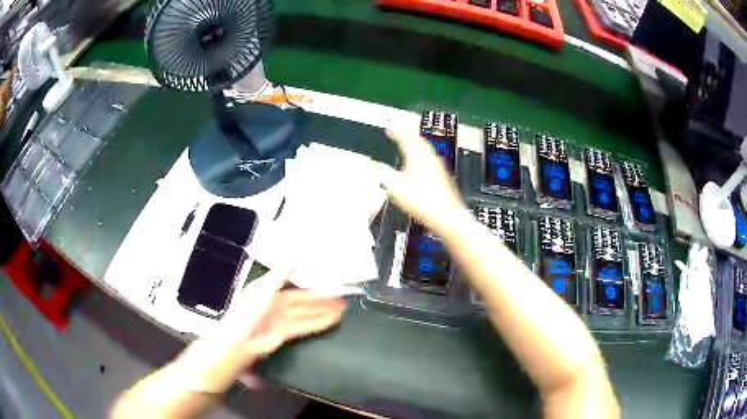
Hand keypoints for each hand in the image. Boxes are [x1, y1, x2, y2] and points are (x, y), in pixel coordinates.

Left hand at [219, 269, 346, 364]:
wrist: (241, 338)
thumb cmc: (249, 310)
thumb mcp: (264, 287)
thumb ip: (280, 274)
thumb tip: (293, 259)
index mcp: (271, 291)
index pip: (295, 287)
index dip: (311, 286)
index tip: (326, 284)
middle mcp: (278, 304)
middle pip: (304, 302)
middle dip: (322, 300)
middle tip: (341, 299)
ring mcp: (283, 319)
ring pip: (307, 313)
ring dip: (324, 311)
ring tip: (341, 310)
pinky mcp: (287, 333)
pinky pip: (306, 326)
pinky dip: (319, 323)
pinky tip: (332, 320)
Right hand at [375, 128, 465, 232]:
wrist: (447, 215)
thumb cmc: (423, 201)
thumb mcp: (395, 187)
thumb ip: (381, 172)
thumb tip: (368, 164)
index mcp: (417, 155)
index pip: (405, 136)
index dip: (396, 131)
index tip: (390, 128)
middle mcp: (429, 157)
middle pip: (418, 139)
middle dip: (407, 133)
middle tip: (399, 131)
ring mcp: (438, 165)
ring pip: (426, 147)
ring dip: (416, 142)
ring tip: (409, 143)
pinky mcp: (442, 175)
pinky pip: (431, 157)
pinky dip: (422, 153)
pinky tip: (421, 163)